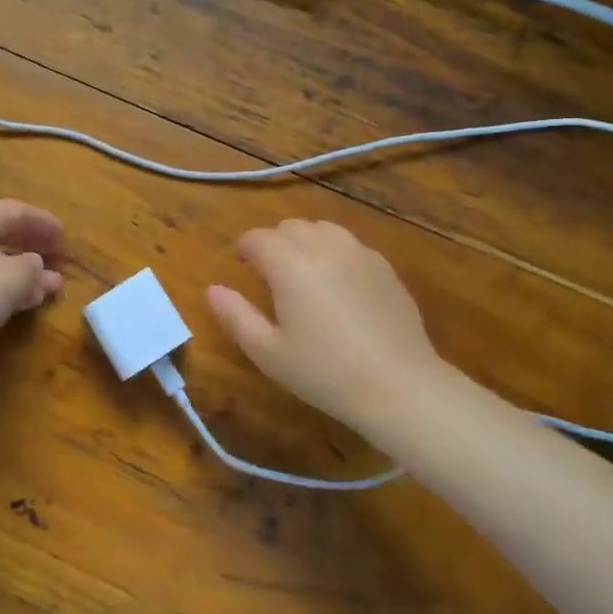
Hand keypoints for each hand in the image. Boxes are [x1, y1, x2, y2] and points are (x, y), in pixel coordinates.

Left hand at [0, 200, 64, 360]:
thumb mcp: (12, 278)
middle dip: (32, 244)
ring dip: (21, 270)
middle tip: (57, 254)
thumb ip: (33, 269)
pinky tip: (19, 302)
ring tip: (46, 285)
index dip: (44, 222)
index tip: (65, 235)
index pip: (16, 211)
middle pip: (2, 232)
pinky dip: (3, 286)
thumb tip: (38, 266)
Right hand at [207, 219, 457, 431]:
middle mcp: (323, 246)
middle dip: (274, 243)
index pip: (257, 238)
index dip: (244, 248)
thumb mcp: (268, 353)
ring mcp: (358, 252)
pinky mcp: (383, 266)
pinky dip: (334, 253)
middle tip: (271, 276)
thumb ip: (235, 316)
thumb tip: (213, 289)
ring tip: (304, 275)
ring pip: (321, 229)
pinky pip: (349, 245)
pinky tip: (338, 286)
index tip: (242, 267)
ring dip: (305, 242)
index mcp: (289, 263)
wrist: (400, 386)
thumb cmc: (325, 373)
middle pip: (289, 227)